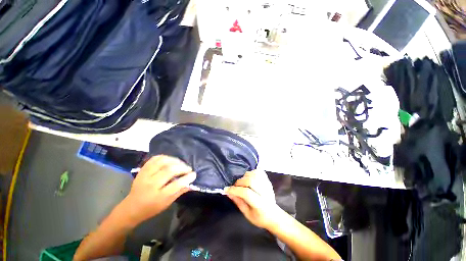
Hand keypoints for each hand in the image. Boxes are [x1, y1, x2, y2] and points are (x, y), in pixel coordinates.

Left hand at [123, 155, 195, 223]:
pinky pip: (154, 159)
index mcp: (158, 197)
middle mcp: (151, 184)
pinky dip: (164, 157)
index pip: (176, 185)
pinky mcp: (142, 170)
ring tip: (180, 163)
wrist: (131, 207)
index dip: (187, 178)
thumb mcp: (167, 203)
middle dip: (182, 168)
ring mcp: (145, 175)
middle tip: (188, 169)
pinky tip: (170, 160)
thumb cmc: (151, 208)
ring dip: (174, 161)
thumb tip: (191, 183)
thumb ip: (180, 192)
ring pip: (162, 162)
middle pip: (169, 171)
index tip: (194, 174)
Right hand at [226, 170, 282, 228]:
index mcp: (260, 204)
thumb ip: (238, 202)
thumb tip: (228, 192)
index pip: (246, 193)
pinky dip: (252, 172)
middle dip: (239, 182)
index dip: (235, 190)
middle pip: (250, 181)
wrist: (274, 215)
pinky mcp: (268, 180)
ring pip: (254, 174)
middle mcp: (265, 192)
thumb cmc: (259, 217)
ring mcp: (267, 185)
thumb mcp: (247, 214)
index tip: (226, 189)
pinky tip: (248, 177)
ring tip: (241, 182)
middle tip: (235, 186)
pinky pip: (259, 172)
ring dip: (245, 176)